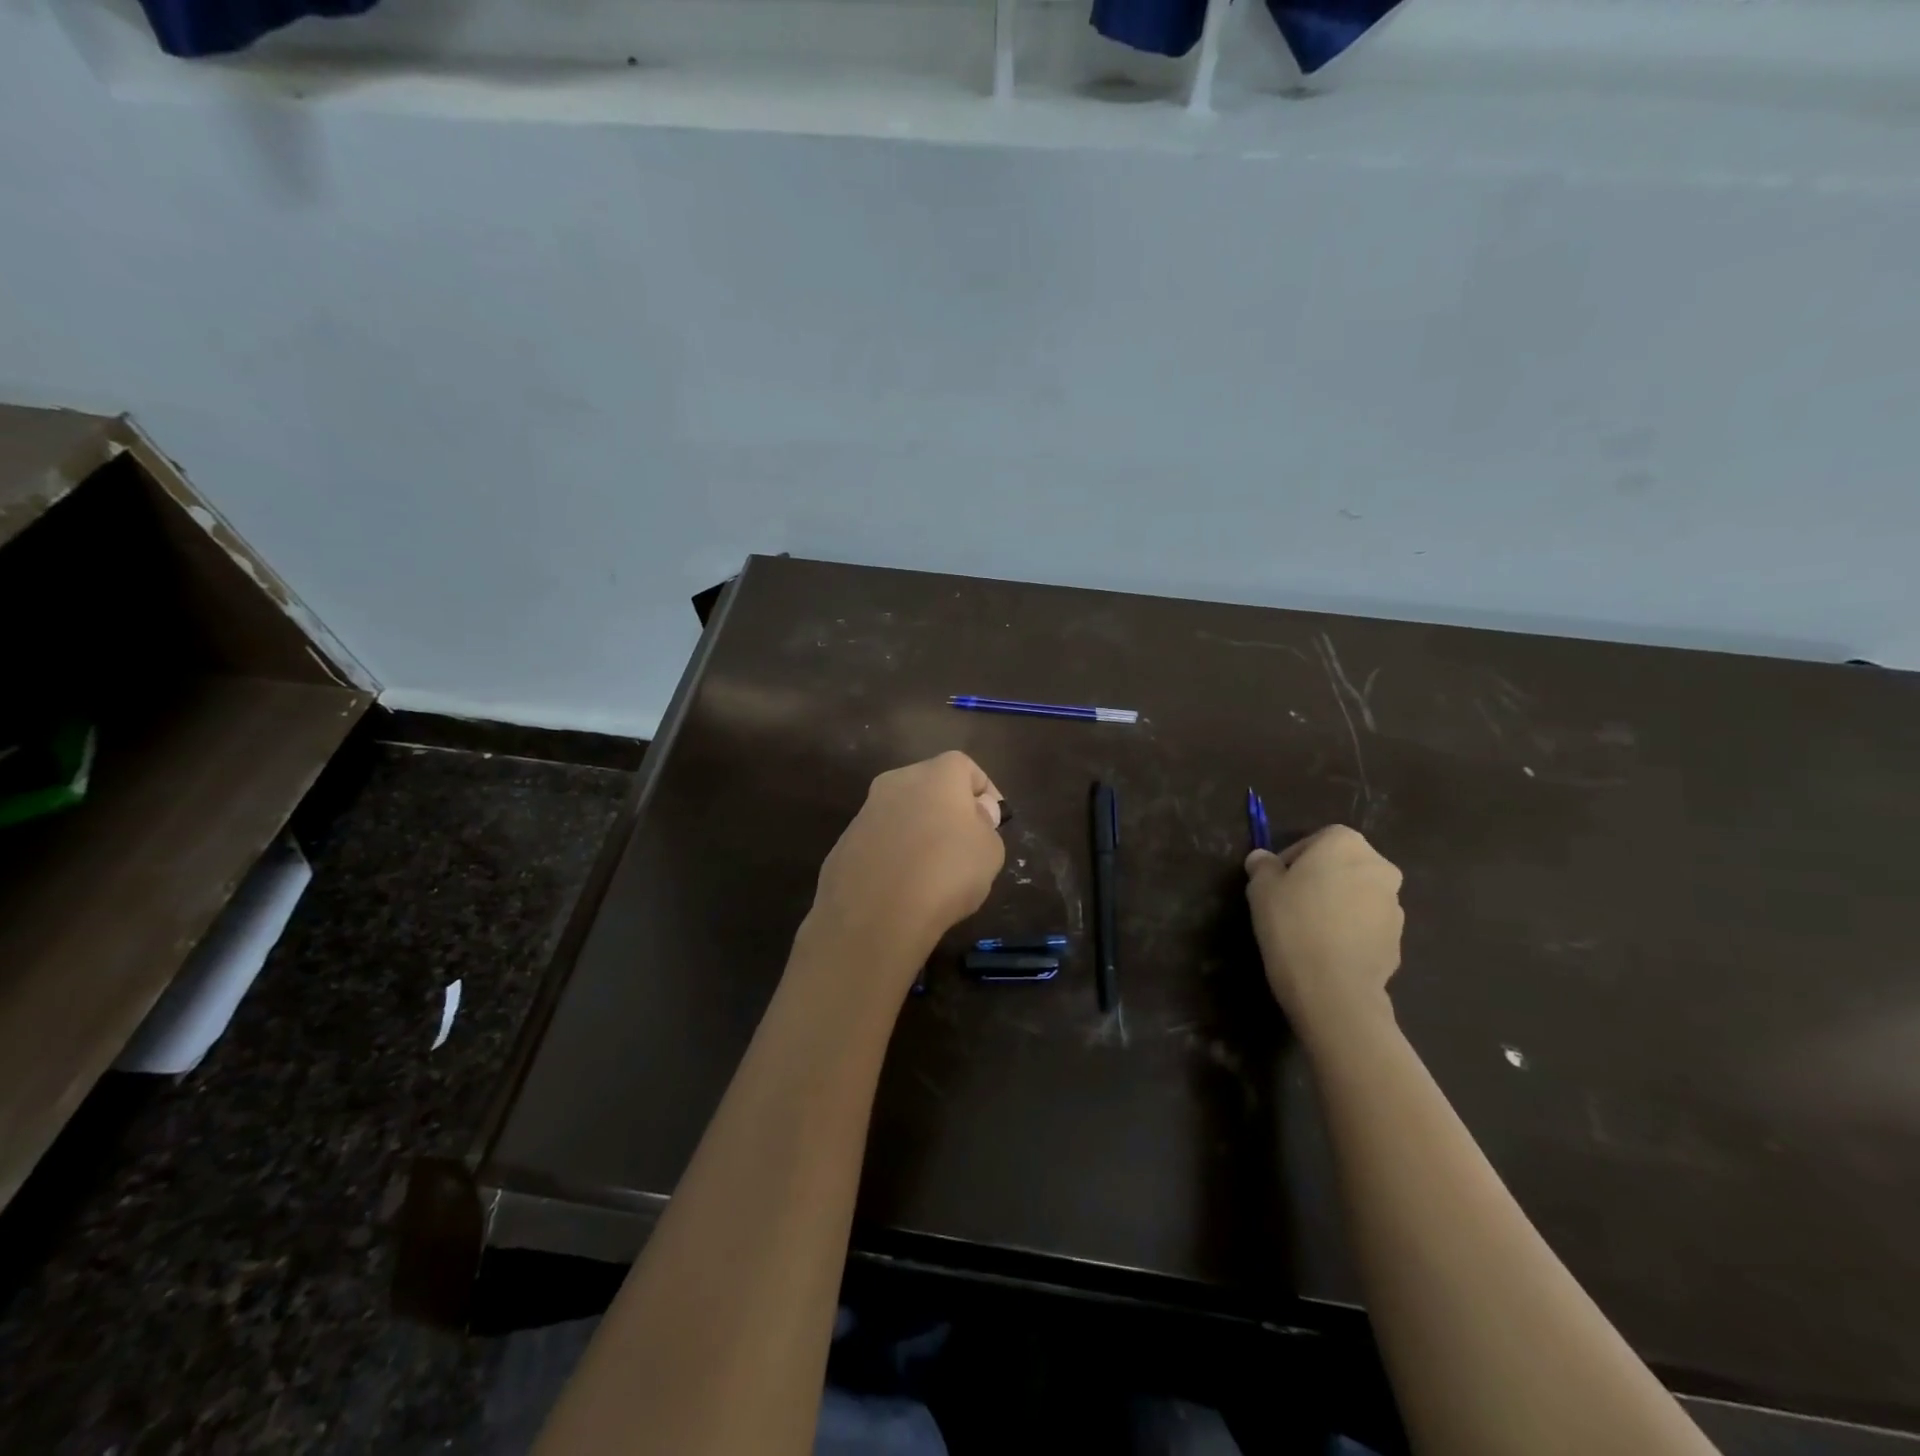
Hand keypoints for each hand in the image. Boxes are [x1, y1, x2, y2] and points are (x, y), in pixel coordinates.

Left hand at [807, 751, 1005, 983]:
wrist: (875, 914)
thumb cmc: (946, 873)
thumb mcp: (990, 851)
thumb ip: (986, 825)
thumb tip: (974, 815)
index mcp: (936, 774)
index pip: (966, 767)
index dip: (985, 793)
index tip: (994, 823)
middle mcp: (896, 782)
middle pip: (930, 786)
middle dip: (949, 809)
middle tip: (965, 844)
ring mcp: (865, 812)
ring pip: (901, 814)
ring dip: (918, 832)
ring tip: (932, 872)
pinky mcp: (844, 843)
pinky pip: (880, 842)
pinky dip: (893, 855)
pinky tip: (902, 887)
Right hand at [1245, 825, 1403, 1033]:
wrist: (1333, 986)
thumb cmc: (1293, 923)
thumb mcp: (1261, 888)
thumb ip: (1262, 865)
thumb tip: (1263, 859)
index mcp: (1345, 844)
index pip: (1317, 840)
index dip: (1293, 859)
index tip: (1276, 881)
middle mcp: (1378, 867)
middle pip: (1343, 866)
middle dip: (1320, 880)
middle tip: (1291, 903)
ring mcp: (1394, 905)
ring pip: (1357, 896)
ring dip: (1338, 905)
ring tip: (1309, 930)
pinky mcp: (1397, 940)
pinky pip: (1367, 926)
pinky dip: (1350, 931)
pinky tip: (1326, 950)